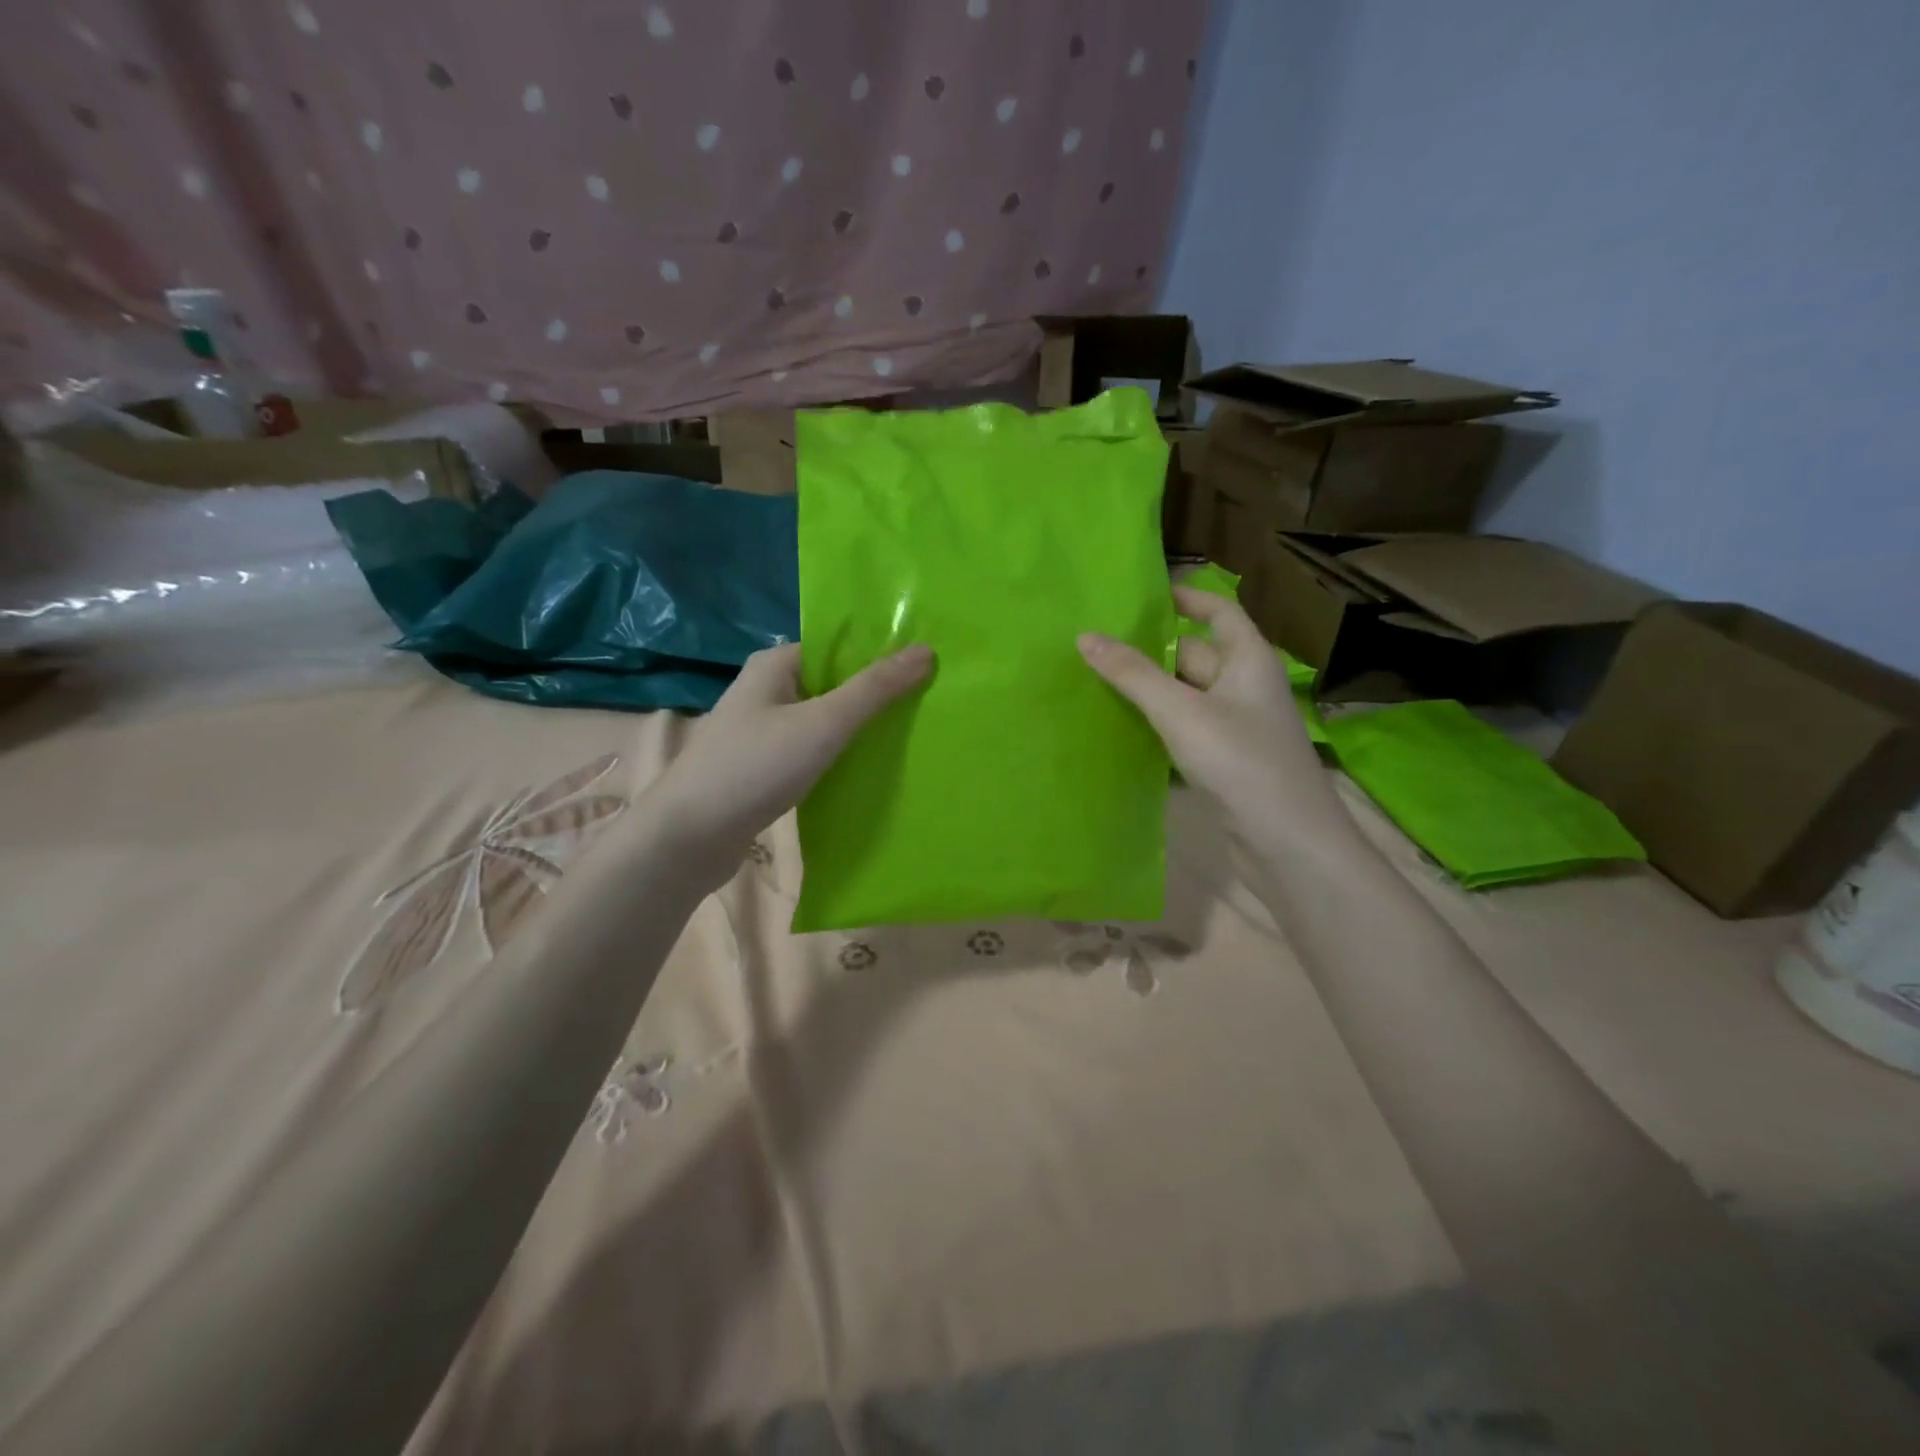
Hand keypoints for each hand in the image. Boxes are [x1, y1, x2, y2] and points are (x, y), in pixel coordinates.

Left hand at [644, 642, 933, 880]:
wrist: (689, 836)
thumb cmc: (755, 767)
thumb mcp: (823, 723)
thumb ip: (874, 689)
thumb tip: (925, 650)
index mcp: (776, 664)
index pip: (837, 646)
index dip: (880, 654)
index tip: (927, 668)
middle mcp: (767, 690)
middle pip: (834, 683)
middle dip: (875, 694)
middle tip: (928, 703)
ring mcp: (763, 730)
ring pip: (824, 720)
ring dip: (859, 728)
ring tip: (909, 735)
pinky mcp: (764, 767)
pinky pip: (812, 750)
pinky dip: (839, 756)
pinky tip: (870, 768)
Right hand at [1078, 588, 1323, 824]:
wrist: (1287, 843)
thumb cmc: (1241, 761)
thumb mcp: (1181, 711)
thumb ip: (1132, 674)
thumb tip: (1085, 636)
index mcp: (1248, 660)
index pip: (1220, 612)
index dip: (1187, 598)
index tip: (1143, 595)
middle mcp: (1245, 687)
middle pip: (1194, 654)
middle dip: (1150, 649)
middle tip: (1097, 643)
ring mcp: (1236, 727)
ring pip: (1186, 695)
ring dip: (1149, 689)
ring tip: (1096, 679)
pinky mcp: (1224, 761)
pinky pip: (1185, 729)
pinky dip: (1157, 723)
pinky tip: (1122, 725)